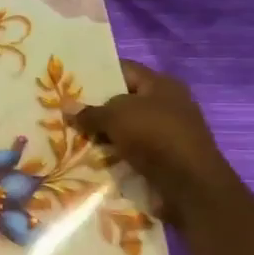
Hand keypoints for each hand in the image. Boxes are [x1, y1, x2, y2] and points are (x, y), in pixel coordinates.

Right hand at [71, 61, 240, 223]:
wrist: (189, 185)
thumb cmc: (155, 136)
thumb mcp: (116, 117)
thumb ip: (90, 112)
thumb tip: (66, 107)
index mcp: (161, 84)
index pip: (124, 69)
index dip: (97, 73)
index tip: (69, 82)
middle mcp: (167, 104)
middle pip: (123, 100)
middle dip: (96, 107)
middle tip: (64, 112)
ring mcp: (167, 132)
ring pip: (125, 128)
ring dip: (103, 134)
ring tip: (71, 136)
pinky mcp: (164, 158)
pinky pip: (132, 150)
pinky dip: (114, 153)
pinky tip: (91, 158)